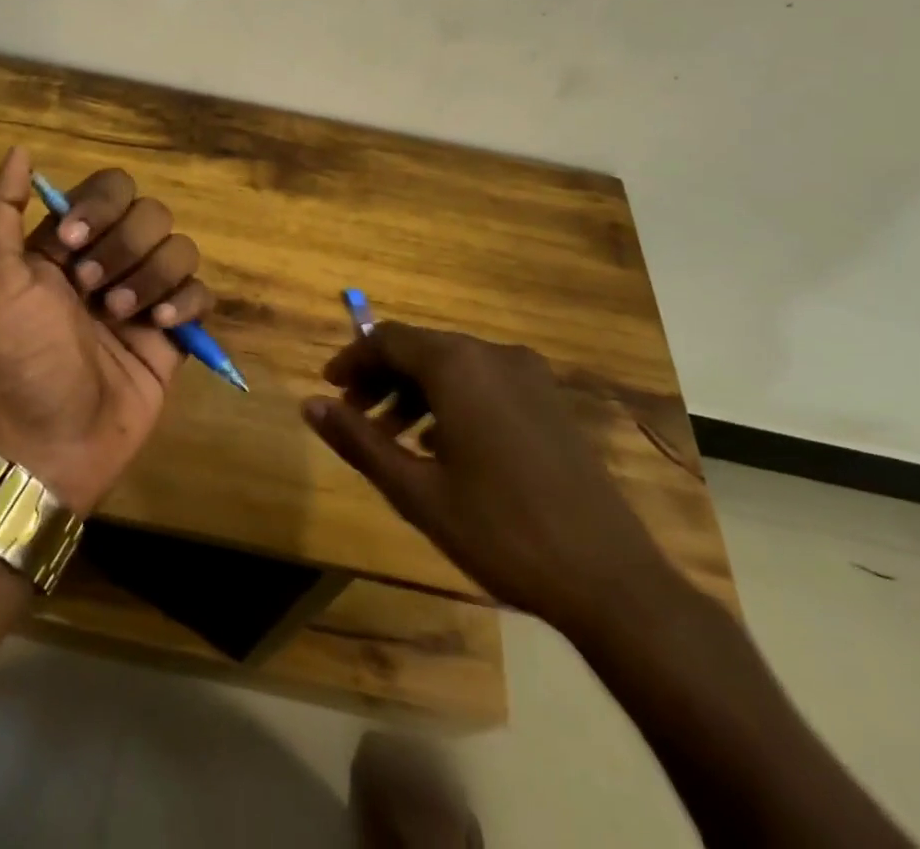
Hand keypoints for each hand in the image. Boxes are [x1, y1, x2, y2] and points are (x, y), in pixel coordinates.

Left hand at [0, 147, 214, 515]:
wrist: (49, 440)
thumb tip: (20, 150)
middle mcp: (110, 260)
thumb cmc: (17, 356)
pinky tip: (160, 328)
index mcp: (69, 242)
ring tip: (122, 318)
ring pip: (180, 248)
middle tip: (93, 292)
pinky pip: (202, 292)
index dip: (100, 207)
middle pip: (151, 214)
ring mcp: (145, 295)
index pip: (109, 188)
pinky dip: (185, 302)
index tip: (73, 244)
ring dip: (153, 277)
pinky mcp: (174, 332)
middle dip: (125, 249)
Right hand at [302, 322, 675, 635]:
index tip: (329, 389)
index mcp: (458, 365)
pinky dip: (451, 400)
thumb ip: (358, 440)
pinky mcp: (550, 401)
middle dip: (381, 378)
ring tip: (392, 438)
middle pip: (420, 349)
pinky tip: (442, 446)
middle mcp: (493, 354)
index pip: (387, 339)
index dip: (352, 359)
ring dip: (414, 392)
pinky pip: (484, 382)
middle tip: (354, 417)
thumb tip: (309, 404)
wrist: (611, 581)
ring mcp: (529, 376)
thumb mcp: (416, 491)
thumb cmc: (501, 532)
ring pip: (453, 365)